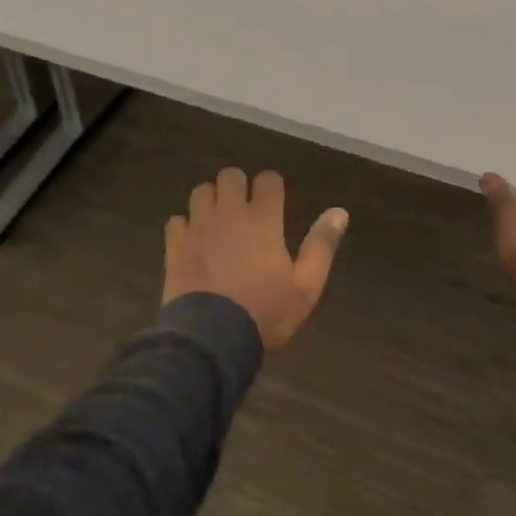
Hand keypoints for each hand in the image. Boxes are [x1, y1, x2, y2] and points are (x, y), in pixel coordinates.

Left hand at [164, 168, 349, 349]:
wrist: (210, 339)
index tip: (275, 201)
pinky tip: (193, 241)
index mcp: (263, 219)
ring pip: (201, 191)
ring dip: (211, 200)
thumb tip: (340, 212)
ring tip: (218, 220)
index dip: (272, 186)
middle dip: (238, 185)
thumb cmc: (265, 312)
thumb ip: (322, 245)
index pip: (267, 179)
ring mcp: (199, 227)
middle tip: (245, 208)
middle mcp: (229, 213)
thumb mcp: (306, 286)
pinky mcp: (175, 245)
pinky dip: (185, 226)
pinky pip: (177, 220)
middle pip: (230, 175)